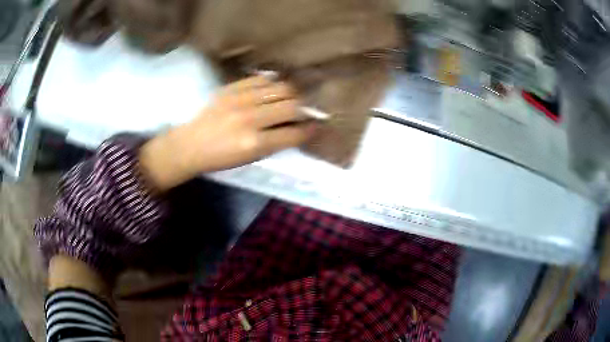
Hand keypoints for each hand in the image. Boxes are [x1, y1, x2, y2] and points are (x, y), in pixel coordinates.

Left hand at [139, 76, 316, 191]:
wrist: (189, 145)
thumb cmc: (219, 159)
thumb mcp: (249, 159)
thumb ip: (274, 143)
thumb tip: (296, 129)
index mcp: (254, 143)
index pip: (294, 133)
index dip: (309, 130)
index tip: (315, 127)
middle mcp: (251, 118)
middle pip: (293, 105)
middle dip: (304, 110)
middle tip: (304, 112)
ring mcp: (240, 99)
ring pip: (281, 88)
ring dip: (291, 94)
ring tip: (290, 98)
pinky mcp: (231, 88)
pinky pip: (262, 79)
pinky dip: (272, 84)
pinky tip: (272, 89)